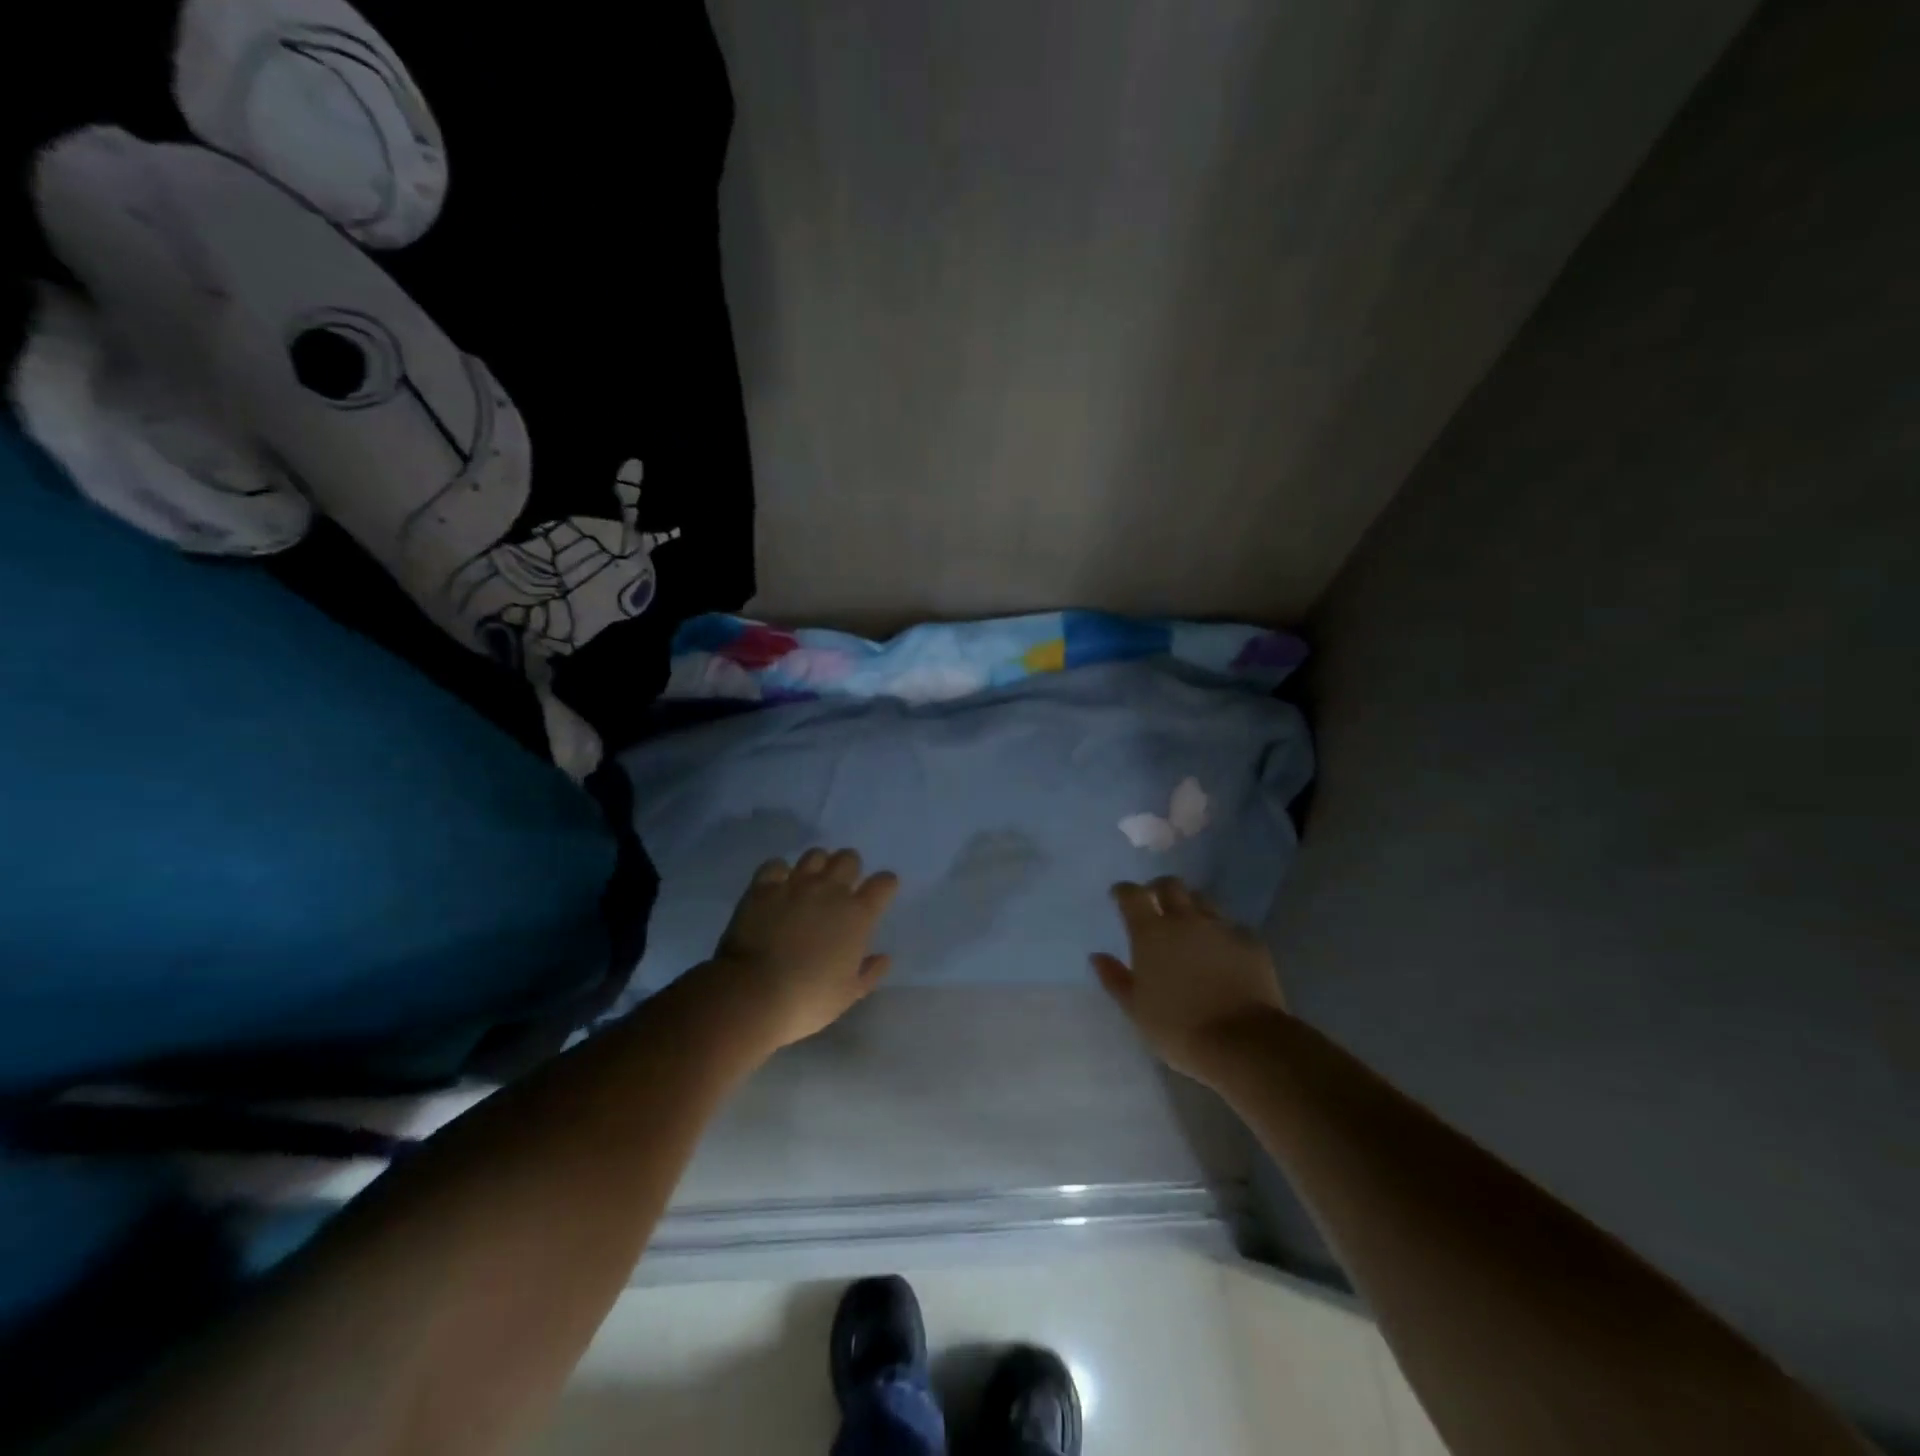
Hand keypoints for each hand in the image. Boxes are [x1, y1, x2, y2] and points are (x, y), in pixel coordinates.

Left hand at [698, 847, 899, 1053]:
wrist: (754, 994)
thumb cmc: (808, 999)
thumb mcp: (848, 994)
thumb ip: (870, 972)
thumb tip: (883, 957)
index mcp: (857, 914)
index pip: (883, 883)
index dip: (885, 885)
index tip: (881, 893)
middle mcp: (830, 890)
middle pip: (849, 858)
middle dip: (850, 868)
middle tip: (841, 887)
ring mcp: (795, 884)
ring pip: (815, 855)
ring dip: (818, 865)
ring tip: (810, 882)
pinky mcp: (763, 887)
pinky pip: (776, 864)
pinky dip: (779, 872)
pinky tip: (778, 885)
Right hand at [1091, 877, 1287, 1082]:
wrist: (1242, 1042)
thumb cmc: (1178, 1028)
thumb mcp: (1136, 1009)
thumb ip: (1115, 978)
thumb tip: (1097, 956)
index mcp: (1151, 933)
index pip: (1132, 894)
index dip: (1123, 891)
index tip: (1119, 896)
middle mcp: (1185, 920)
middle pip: (1170, 885)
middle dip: (1159, 888)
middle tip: (1155, 902)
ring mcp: (1221, 928)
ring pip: (1203, 901)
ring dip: (1192, 906)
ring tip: (1190, 925)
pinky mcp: (1250, 942)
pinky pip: (1233, 927)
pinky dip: (1223, 934)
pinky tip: (1224, 951)